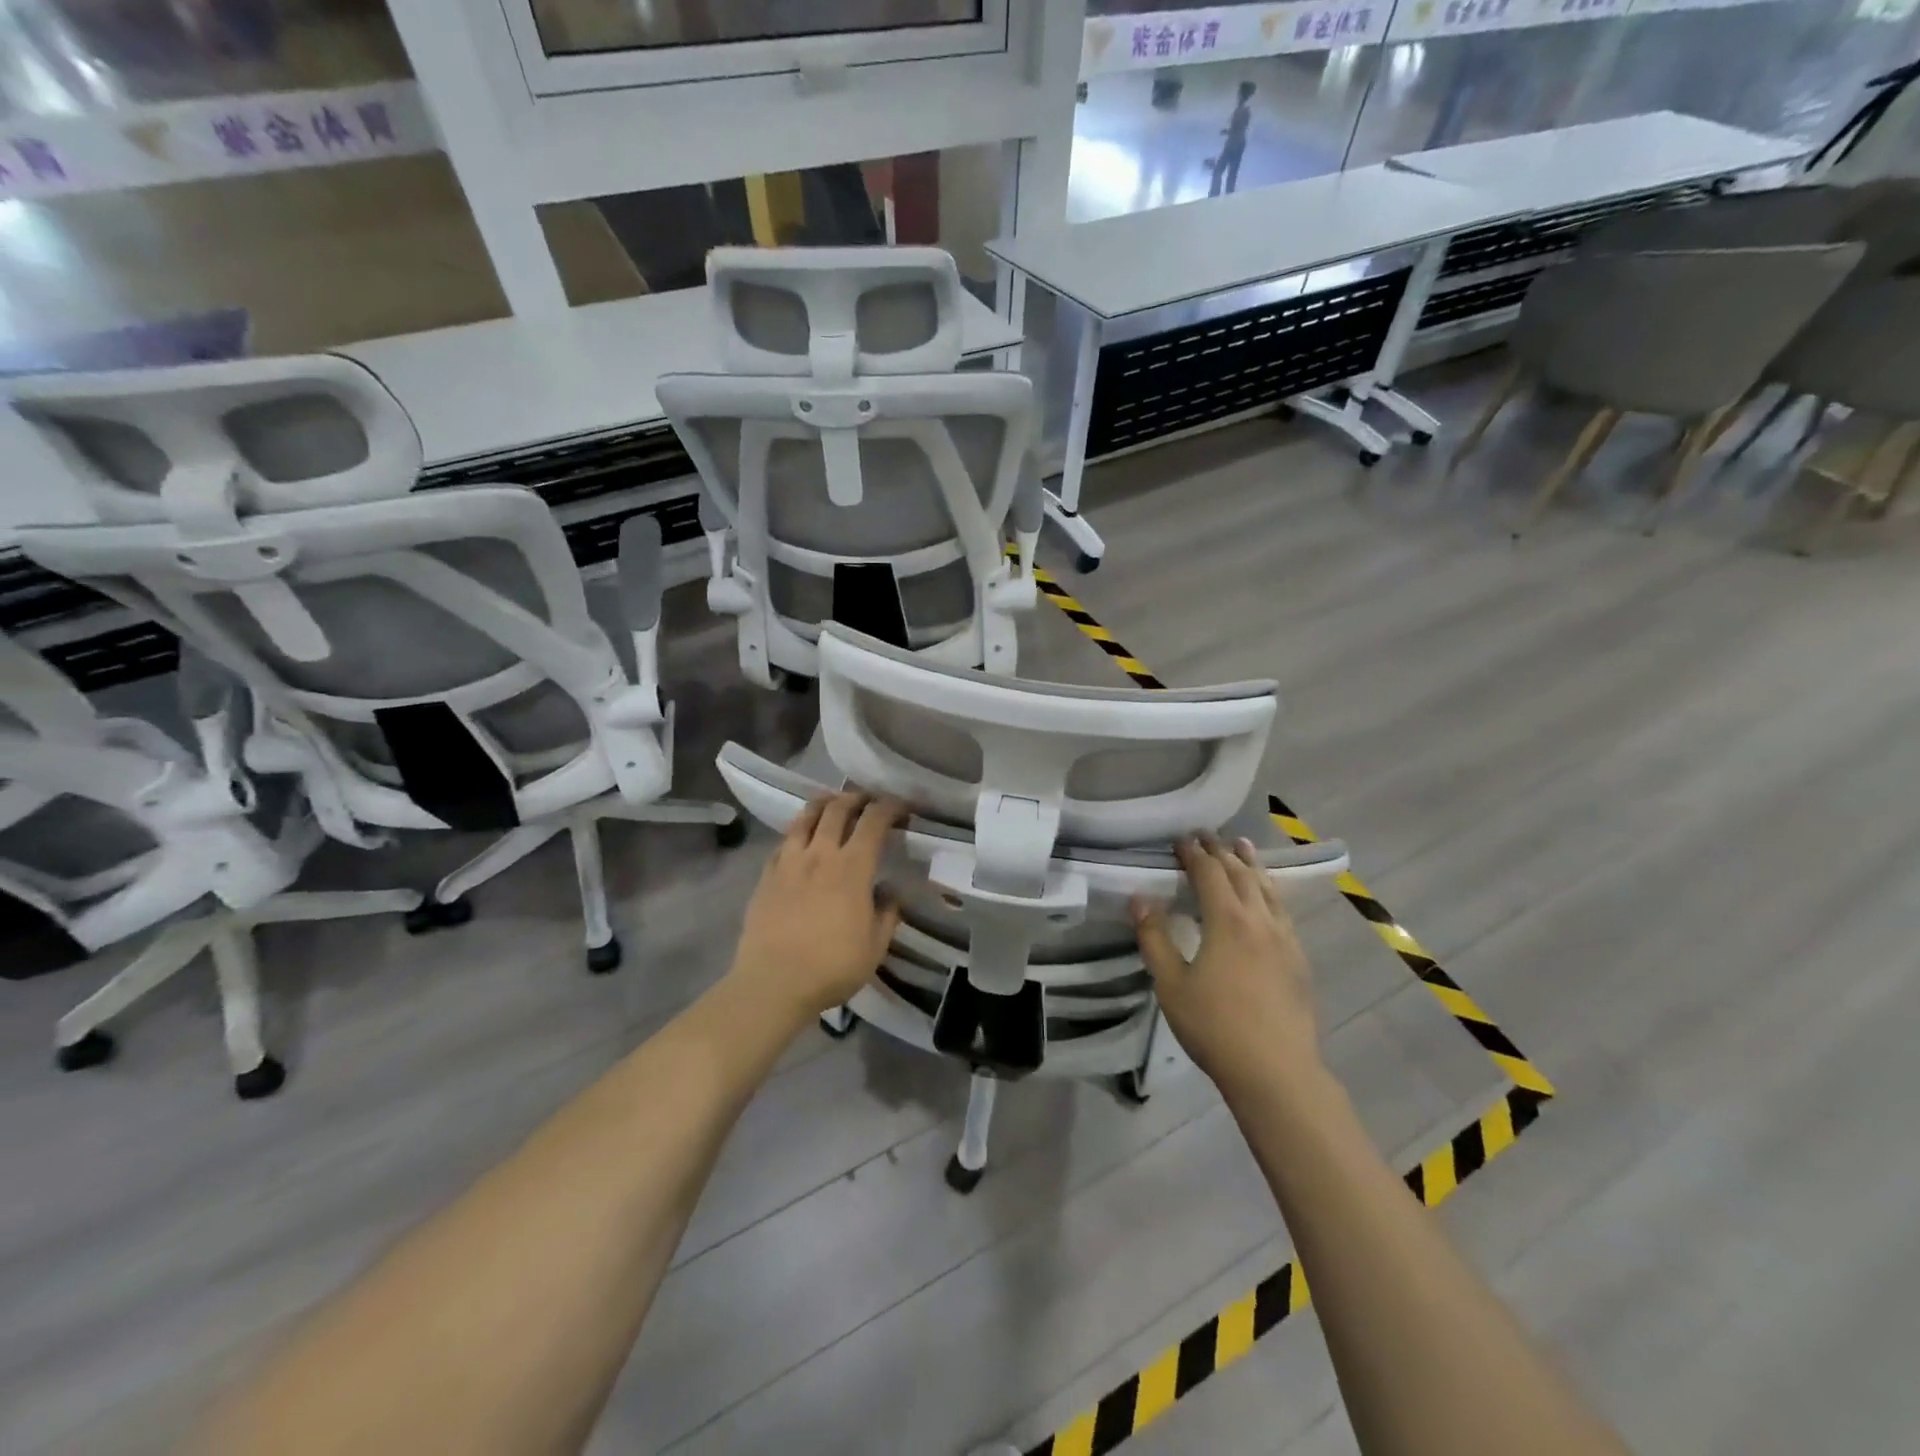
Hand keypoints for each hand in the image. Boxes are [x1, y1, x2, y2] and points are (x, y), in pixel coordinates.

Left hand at [728, 792, 904, 1024]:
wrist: (773, 983)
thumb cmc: (832, 967)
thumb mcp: (875, 947)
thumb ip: (887, 914)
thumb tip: (890, 892)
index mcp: (853, 868)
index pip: (873, 821)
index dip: (889, 807)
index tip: (900, 808)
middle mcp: (820, 854)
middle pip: (837, 809)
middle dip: (856, 798)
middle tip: (867, 801)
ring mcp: (789, 862)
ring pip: (805, 817)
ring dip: (823, 804)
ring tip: (832, 804)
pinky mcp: (766, 875)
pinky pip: (783, 842)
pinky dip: (797, 832)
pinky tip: (801, 839)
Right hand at [1134, 836, 1320, 1096]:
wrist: (1276, 1071)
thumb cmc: (1215, 1026)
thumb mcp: (1171, 984)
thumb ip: (1154, 938)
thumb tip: (1139, 898)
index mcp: (1227, 920)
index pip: (1209, 873)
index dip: (1193, 853)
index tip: (1180, 839)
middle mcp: (1259, 920)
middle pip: (1241, 874)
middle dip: (1221, 851)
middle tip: (1207, 835)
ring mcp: (1284, 938)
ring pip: (1267, 888)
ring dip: (1251, 864)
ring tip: (1242, 846)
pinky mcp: (1298, 958)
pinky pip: (1282, 910)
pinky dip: (1269, 890)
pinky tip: (1267, 897)